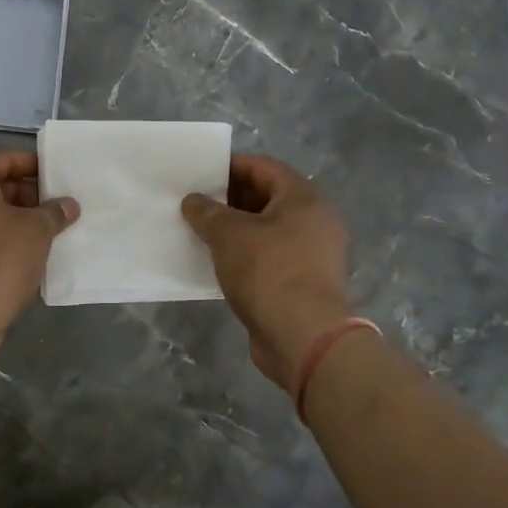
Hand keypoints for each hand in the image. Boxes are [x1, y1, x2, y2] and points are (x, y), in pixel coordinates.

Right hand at [181, 154, 355, 391]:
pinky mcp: (303, 281)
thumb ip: (207, 212)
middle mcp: (314, 220)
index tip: (199, 174)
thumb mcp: (229, 235)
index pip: (263, 167)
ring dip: (234, 229)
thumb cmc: (269, 273)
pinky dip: (244, 254)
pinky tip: (216, 262)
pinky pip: (269, 256)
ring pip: (266, 229)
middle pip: (266, 197)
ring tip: (199, 232)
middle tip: (194, 204)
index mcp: (303, 198)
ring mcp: (311, 253)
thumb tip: (193, 201)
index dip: (229, 166)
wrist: (306, 340)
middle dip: (229, 199)